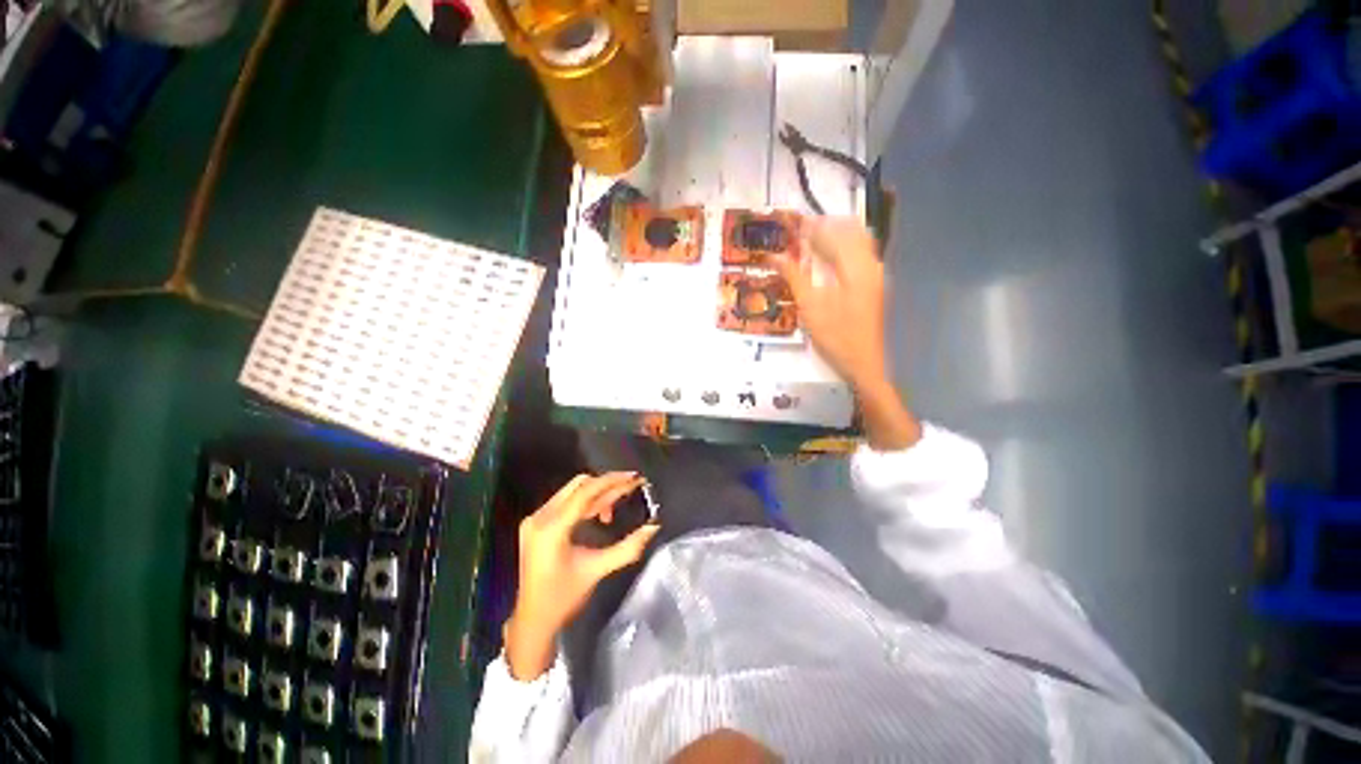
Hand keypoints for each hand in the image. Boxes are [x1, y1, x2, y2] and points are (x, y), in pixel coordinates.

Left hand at [504, 472, 659, 679]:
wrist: (532, 622)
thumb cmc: (564, 599)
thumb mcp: (597, 570)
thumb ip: (628, 547)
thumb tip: (653, 527)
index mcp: (552, 528)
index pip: (586, 492)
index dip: (612, 481)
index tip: (634, 477)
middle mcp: (540, 517)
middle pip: (579, 485)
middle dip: (607, 484)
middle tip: (631, 487)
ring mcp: (536, 519)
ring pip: (573, 491)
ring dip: (597, 493)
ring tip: (617, 504)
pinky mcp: (536, 524)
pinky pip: (566, 501)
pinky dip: (586, 502)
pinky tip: (601, 514)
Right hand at [771, 216, 887, 390]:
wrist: (865, 363)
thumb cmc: (836, 336)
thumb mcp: (810, 307)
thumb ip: (794, 277)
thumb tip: (775, 257)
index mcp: (855, 266)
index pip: (831, 234)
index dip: (809, 226)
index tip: (789, 221)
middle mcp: (870, 263)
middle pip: (849, 230)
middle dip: (824, 225)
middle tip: (798, 229)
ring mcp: (875, 273)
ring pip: (857, 240)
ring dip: (834, 235)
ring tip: (810, 240)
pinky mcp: (874, 283)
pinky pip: (860, 253)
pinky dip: (842, 248)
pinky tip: (827, 258)